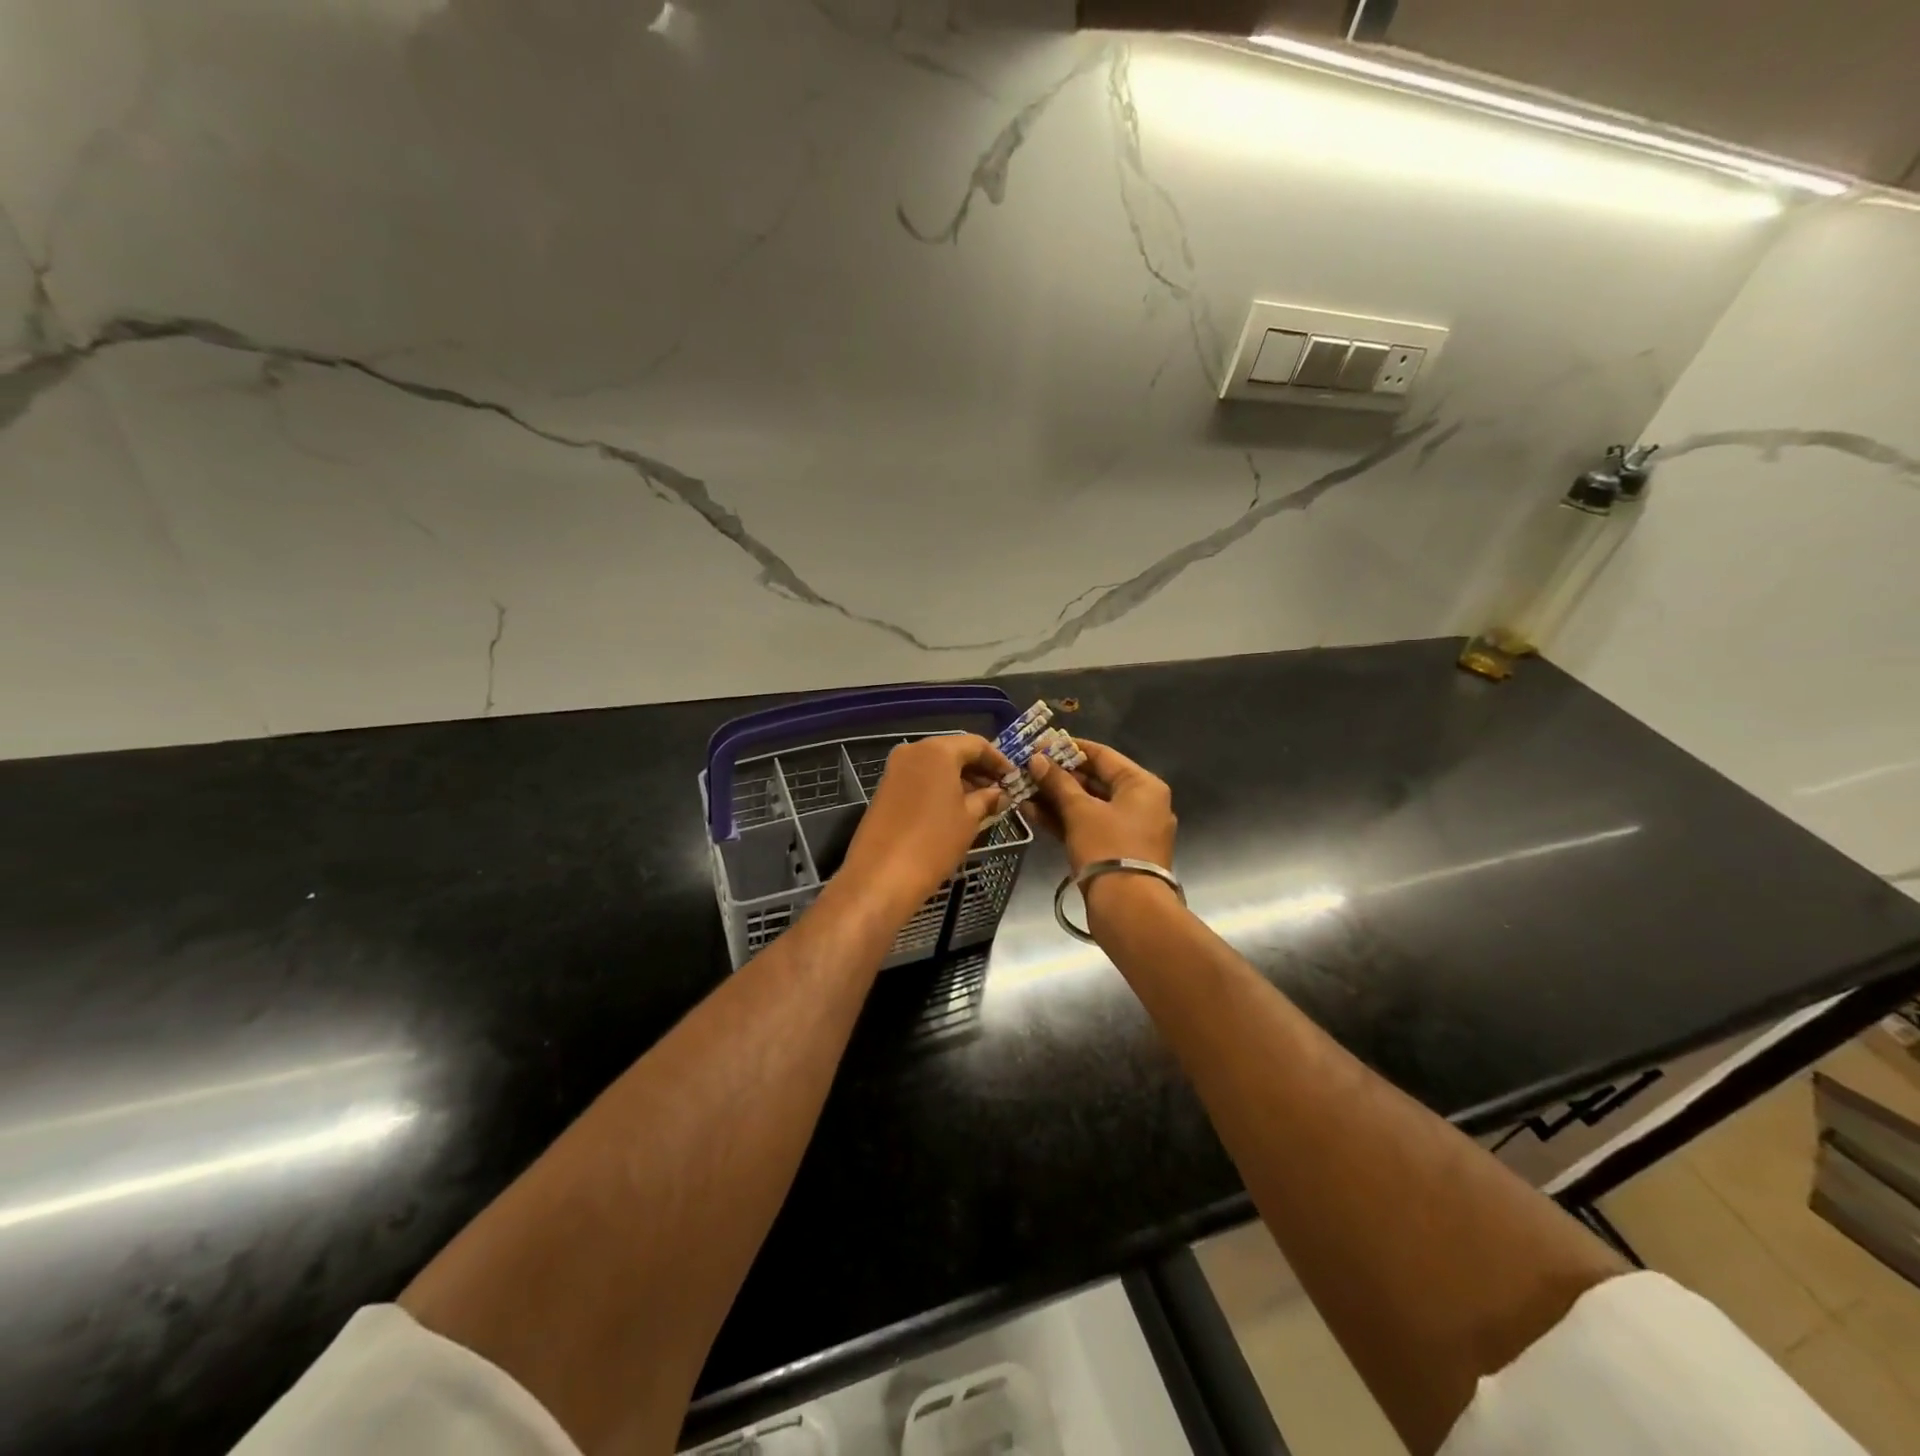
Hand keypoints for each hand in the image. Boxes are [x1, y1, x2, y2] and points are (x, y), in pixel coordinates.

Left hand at [835, 734, 1014, 923]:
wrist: (881, 876)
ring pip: (935, 765)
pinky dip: (939, 787)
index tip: (1013, 778)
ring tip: (981, 802)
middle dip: (978, 769)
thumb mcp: (969, 819)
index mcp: (937, 750)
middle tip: (999, 790)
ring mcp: (895, 769)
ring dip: (959, 779)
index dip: (998, 760)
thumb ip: (987, 799)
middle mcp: (913, 751)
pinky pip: (920, 778)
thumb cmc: (933, 842)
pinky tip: (955, 808)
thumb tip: (1000, 793)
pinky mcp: (885, 788)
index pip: (976, 744)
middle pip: (953, 751)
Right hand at [1025, 739, 1176, 874]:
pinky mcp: (1115, 851)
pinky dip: (1063, 819)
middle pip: (1094, 780)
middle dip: (1058, 776)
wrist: (1128, 909)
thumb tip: (1036, 760)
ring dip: (1055, 798)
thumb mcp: (1080, 811)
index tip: (1039, 744)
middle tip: (1026, 768)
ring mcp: (1128, 829)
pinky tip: (1031, 812)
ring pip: (1088, 805)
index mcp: (1142, 785)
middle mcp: (1141, 803)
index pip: (1102, 755)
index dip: (1069, 748)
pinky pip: (1087, 826)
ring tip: (1022, 789)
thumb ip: (1058, 782)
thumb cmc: (1108, 848)